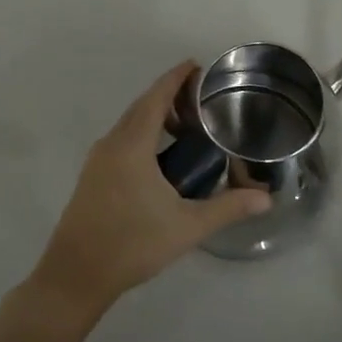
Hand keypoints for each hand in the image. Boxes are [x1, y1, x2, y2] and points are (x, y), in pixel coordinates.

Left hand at [28, 61, 270, 320]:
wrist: (75, 276)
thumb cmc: (132, 244)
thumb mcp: (187, 226)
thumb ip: (228, 207)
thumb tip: (266, 199)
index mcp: (132, 145)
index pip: (156, 97)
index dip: (176, 78)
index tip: (197, 65)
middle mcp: (111, 144)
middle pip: (142, 106)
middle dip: (170, 95)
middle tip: (203, 98)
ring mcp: (98, 160)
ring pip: (130, 124)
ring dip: (156, 116)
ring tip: (188, 127)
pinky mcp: (93, 176)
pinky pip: (122, 140)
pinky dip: (144, 134)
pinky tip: (163, 157)